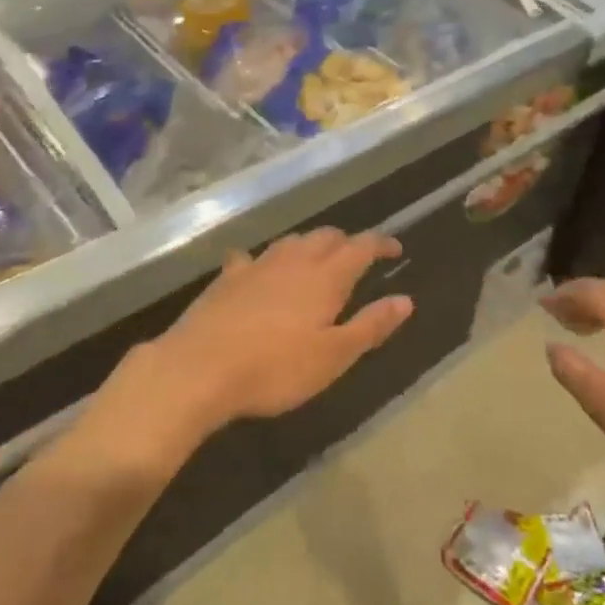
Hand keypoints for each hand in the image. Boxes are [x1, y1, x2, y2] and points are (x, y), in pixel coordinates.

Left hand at [141, 229, 410, 435]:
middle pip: (326, 237)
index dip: (381, 244)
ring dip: (310, 245)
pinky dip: (263, 260)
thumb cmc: (275, 368)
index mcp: (326, 277)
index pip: (361, 247)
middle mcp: (294, 260)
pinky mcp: (228, 277)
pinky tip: (256, 270)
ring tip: (316, 260)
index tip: (395, 249)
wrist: (199, 368)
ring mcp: (258, 265)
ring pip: (292, 241)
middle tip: (357, 257)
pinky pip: (251, 257)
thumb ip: (370, 325)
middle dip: (346, 242)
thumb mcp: (333, 356)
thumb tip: (405, 300)